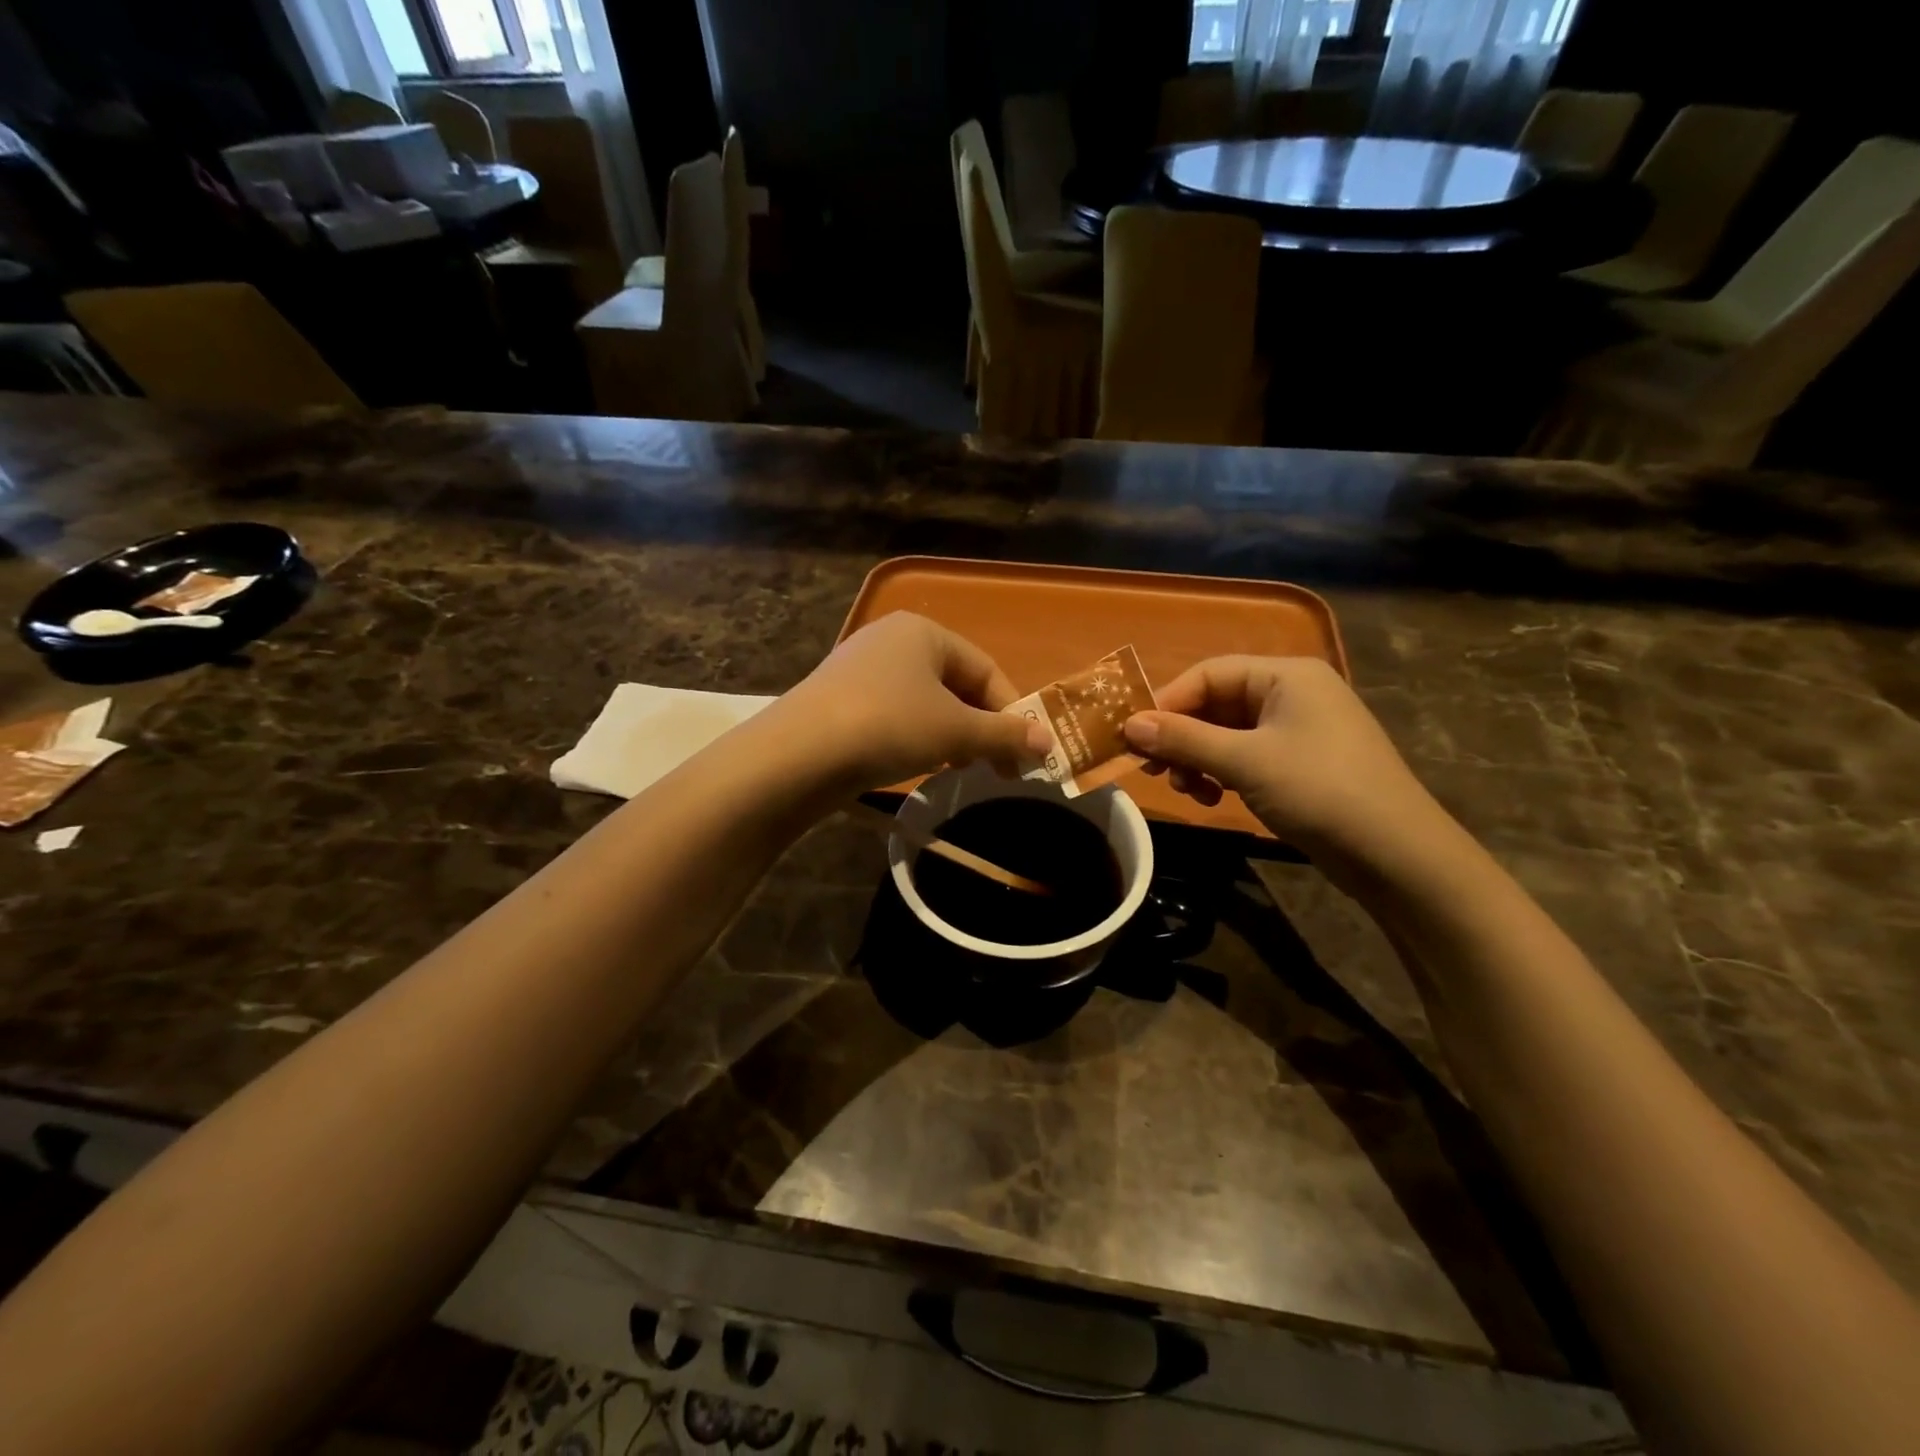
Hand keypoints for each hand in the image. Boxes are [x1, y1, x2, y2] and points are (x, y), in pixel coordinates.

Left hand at [780, 613, 1049, 791]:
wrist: (799, 754)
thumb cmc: (889, 725)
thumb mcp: (955, 731)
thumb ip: (1005, 735)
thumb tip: (1048, 742)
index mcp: (923, 631)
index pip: (986, 669)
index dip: (1012, 712)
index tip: (1026, 753)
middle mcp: (891, 640)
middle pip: (956, 684)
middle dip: (981, 727)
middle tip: (998, 768)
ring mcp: (861, 669)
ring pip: (925, 701)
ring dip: (952, 735)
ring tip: (959, 767)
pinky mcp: (840, 700)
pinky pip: (895, 713)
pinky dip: (917, 736)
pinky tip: (918, 762)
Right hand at [1122, 656, 1447, 869]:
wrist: (1396, 855)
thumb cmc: (1320, 791)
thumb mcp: (1244, 762)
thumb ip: (1184, 739)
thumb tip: (1129, 724)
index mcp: (1286, 674)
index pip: (1208, 673)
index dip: (1166, 702)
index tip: (1133, 736)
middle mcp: (1292, 692)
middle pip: (1215, 702)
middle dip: (1181, 735)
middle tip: (1151, 768)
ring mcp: (1298, 729)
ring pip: (1226, 732)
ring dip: (1197, 758)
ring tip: (1186, 789)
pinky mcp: (1299, 762)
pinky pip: (1245, 755)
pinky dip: (1220, 772)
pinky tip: (1212, 798)